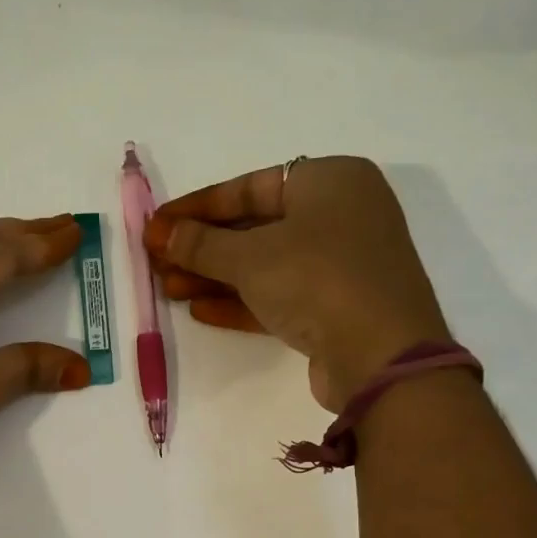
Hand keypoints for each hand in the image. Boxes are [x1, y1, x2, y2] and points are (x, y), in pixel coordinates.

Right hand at [144, 157, 450, 412]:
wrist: (380, 356)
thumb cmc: (316, 280)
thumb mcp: (249, 257)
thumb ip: (200, 244)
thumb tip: (161, 234)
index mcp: (330, 181)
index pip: (249, 187)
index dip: (197, 207)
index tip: (157, 226)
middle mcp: (340, 215)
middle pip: (255, 227)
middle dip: (202, 247)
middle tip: (157, 262)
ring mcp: (340, 264)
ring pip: (265, 264)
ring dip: (215, 277)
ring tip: (168, 289)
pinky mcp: (335, 307)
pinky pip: (279, 295)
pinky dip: (241, 301)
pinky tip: (200, 311)